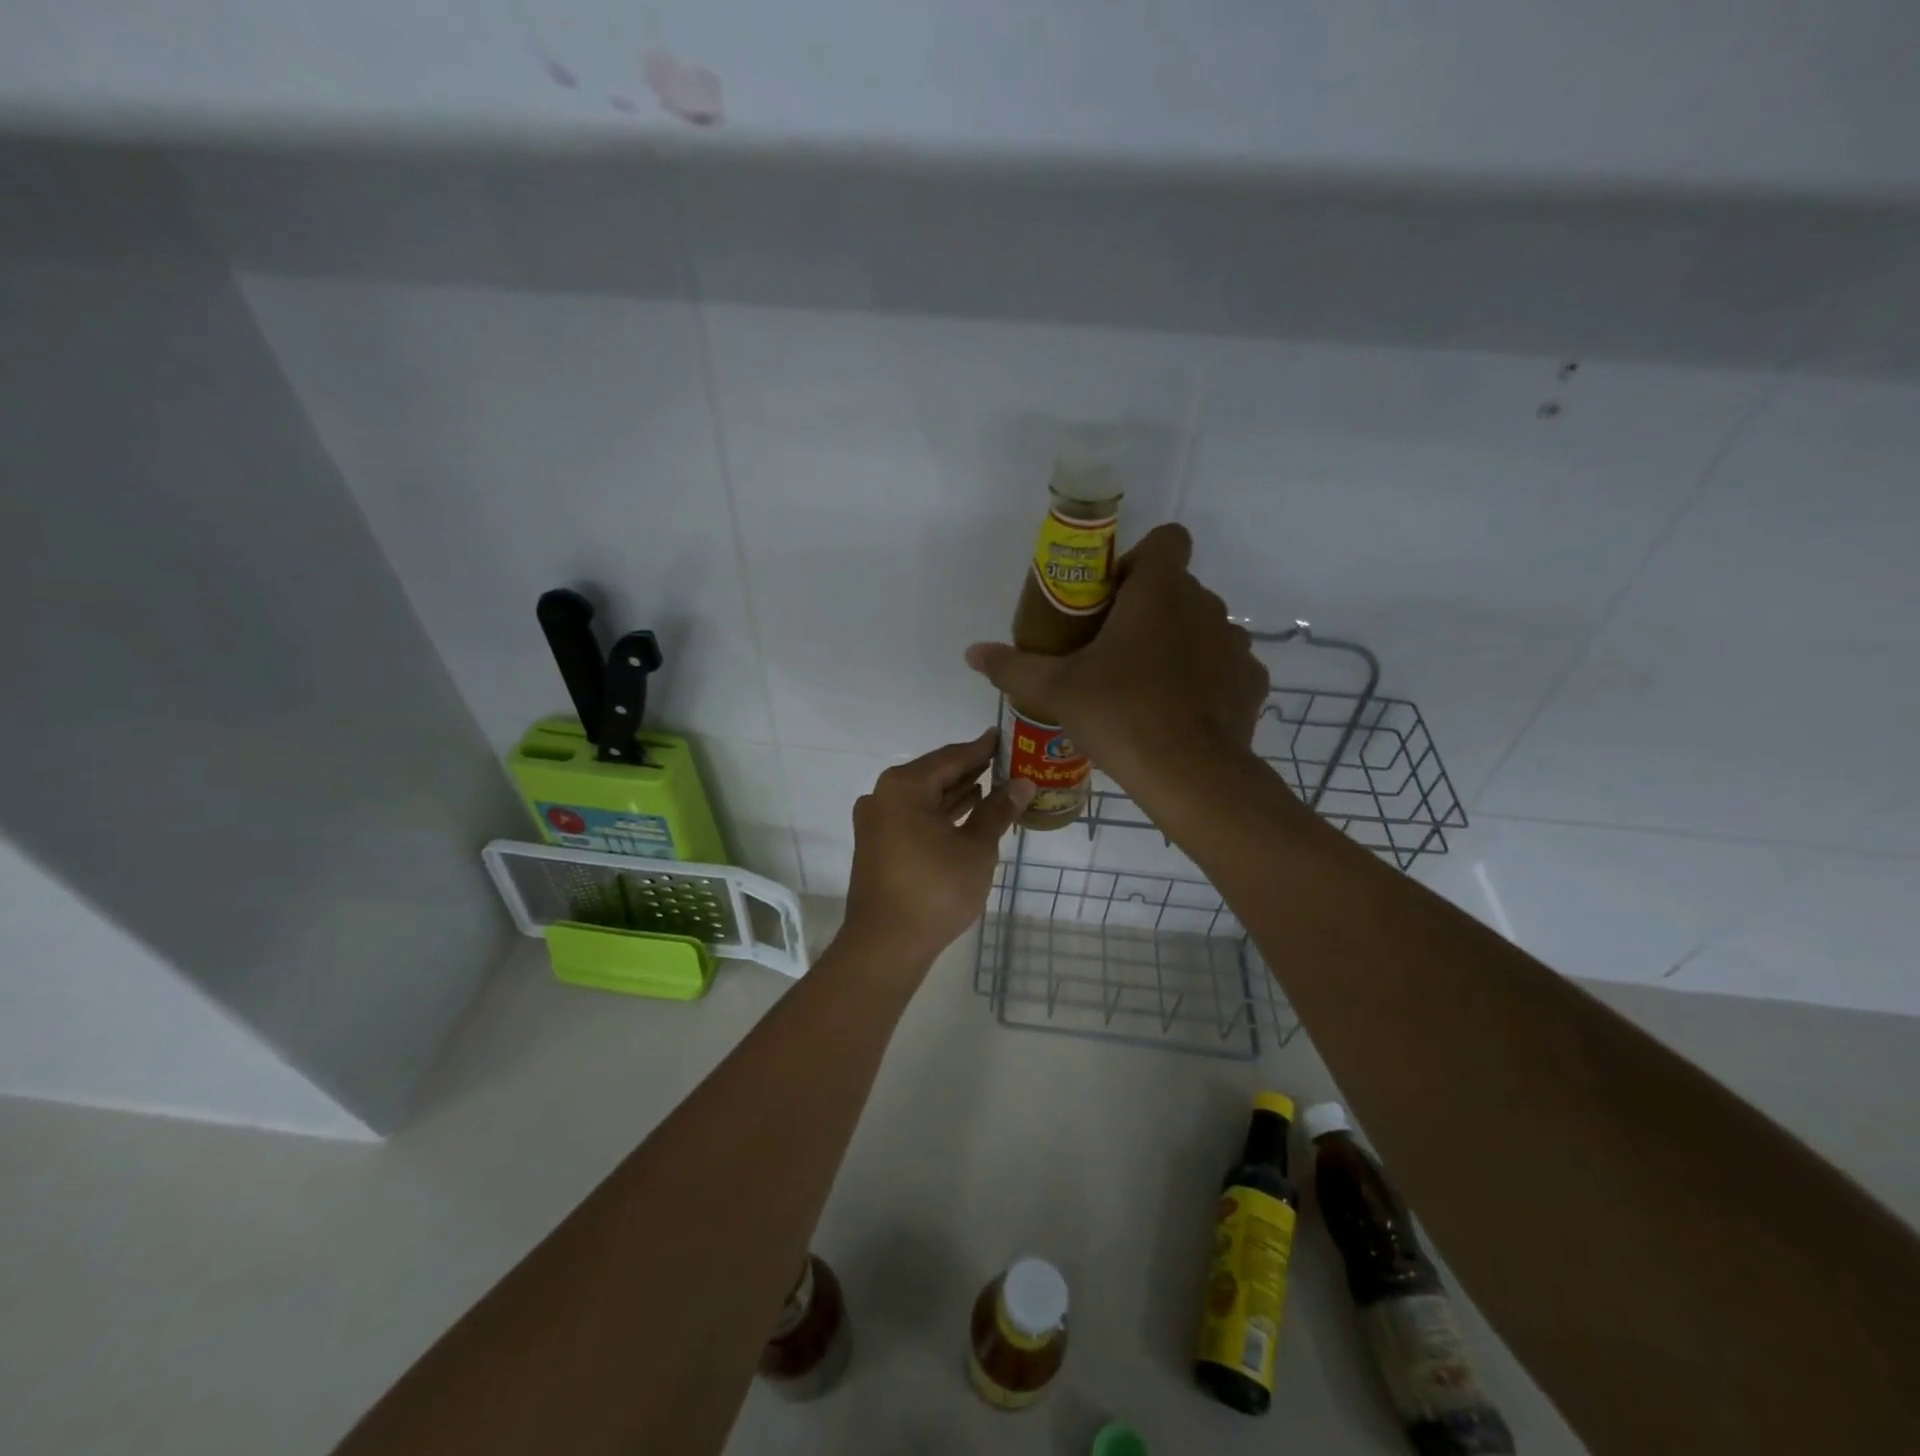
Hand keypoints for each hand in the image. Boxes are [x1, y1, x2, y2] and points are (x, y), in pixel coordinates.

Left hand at [843, 729, 1034, 966]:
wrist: (886, 945)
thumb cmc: (935, 889)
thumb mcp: (976, 848)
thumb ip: (997, 811)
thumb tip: (1023, 784)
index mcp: (903, 786)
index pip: (951, 757)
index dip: (981, 749)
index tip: (1004, 737)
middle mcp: (883, 796)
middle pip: (935, 775)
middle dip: (971, 771)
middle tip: (1007, 763)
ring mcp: (877, 822)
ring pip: (924, 798)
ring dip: (957, 793)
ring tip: (994, 787)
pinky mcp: (878, 845)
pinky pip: (915, 818)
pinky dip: (941, 814)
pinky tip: (968, 814)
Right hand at [964, 524, 1268, 793]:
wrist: (1191, 775)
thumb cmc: (1120, 714)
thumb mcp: (1055, 690)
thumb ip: (1012, 666)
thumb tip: (972, 652)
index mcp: (1160, 591)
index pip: (1167, 540)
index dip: (1139, 560)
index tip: (1112, 599)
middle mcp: (1205, 605)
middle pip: (1178, 588)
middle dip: (1149, 610)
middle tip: (1114, 653)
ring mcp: (1235, 644)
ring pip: (1201, 627)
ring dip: (1177, 643)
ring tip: (1146, 687)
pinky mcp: (1251, 682)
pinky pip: (1224, 666)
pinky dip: (1205, 679)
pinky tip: (1180, 712)